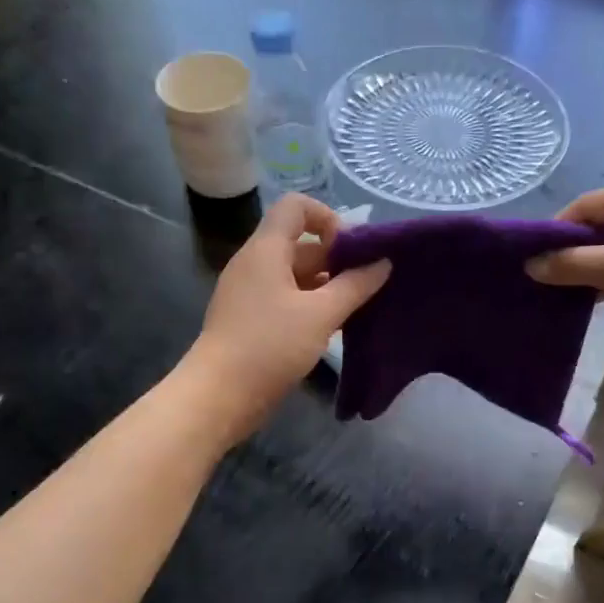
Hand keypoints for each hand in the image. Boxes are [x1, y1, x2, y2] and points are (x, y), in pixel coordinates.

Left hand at [183, 194, 390, 440]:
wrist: (220, 395)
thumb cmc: (270, 345)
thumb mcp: (321, 314)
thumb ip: (355, 286)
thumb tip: (383, 263)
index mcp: (266, 249)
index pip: (296, 207)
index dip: (328, 218)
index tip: (352, 250)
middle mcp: (255, 264)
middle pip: (299, 244)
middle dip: (336, 258)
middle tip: (368, 283)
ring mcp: (250, 293)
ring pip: (295, 276)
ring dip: (326, 286)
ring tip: (358, 307)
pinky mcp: (251, 320)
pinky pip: (286, 300)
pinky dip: (310, 306)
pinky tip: (333, 328)